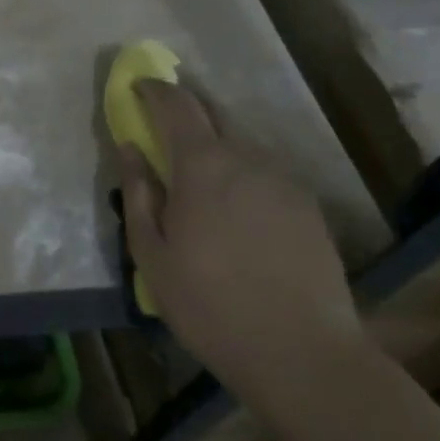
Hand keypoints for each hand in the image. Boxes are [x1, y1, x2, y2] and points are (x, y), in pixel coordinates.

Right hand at [117, 81, 364, 408]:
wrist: (303, 355)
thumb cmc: (210, 305)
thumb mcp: (152, 255)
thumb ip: (138, 194)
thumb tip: (130, 149)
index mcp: (203, 167)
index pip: (177, 105)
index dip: (154, 89)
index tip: (138, 85)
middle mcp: (247, 159)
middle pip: (212, 118)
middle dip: (184, 117)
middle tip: (163, 138)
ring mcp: (284, 181)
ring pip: (241, 149)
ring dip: (215, 153)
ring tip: (201, 192)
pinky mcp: (308, 207)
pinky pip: (265, 175)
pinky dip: (243, 179)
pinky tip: (238, 219)